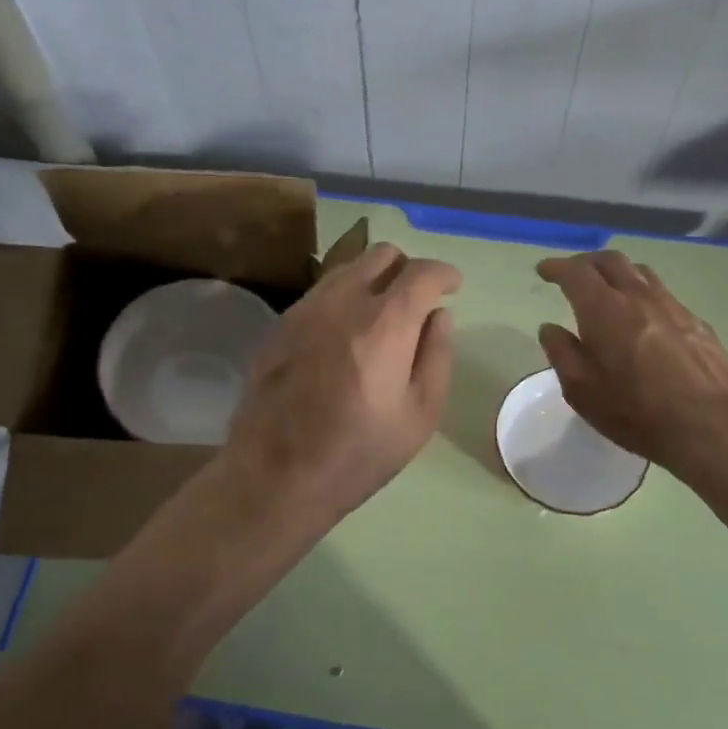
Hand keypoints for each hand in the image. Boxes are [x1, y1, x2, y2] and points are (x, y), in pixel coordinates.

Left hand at [223, 242, 459, 529]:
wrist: (274, 474)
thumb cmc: (358, 453)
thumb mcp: (419, 415)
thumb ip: (436, 355)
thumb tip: (439, 315)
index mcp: (384, 323)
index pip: (422, 272)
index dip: (444, 274)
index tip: (452, 287)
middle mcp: (343, 301)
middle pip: (382, 254)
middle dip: (408, 269)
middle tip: (417, 302)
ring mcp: (306, 308)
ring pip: (348, 267)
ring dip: (374, 279)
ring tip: (381, 315)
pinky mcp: (281, 322)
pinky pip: (322, 290)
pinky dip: (344, 296)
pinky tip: (345, 332)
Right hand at [536, 250, 727, 488]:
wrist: (711, 426)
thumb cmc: (636, 412)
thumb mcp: (582, 391)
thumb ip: (562, 353)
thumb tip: (550, 328)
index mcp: (604, 309)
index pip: (575, 272)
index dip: (556, 267)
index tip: (544, 271)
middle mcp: (638, 296)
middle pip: (610, 261)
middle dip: (586, 262)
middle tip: (572, 275)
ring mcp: (672, 306)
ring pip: (640, 272)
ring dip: (617, 273)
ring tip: (608, 289)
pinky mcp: (696, 322)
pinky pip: (663, 294)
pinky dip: (643, 294)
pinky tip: (643, 317)